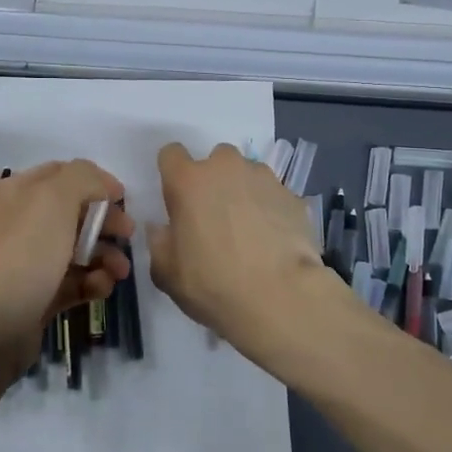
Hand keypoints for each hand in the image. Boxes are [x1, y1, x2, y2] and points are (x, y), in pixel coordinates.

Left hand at [0, 159, 132, 386]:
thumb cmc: (21, 257)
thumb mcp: (53, 201)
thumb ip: (83, 178)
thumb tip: (102, 185)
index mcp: (16, 192)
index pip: (63, 173)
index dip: (96, 182)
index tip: (124, 199)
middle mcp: (19, 222)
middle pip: (74, 212)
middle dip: (105, 222)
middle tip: (128, 235)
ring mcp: (27, 261)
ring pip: (77, 249)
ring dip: (105, 256)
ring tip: (120, 272)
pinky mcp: (36, 295)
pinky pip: (72, 281)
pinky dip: (92, 282)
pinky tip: (103, 289)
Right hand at [147, 143, 329, 349]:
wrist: (280, 297)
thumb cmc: (213, 284)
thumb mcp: (167, 273)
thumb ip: (159, 243)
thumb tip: (162, 229)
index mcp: (189, 181)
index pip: (171, 154)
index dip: (172, 174)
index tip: (178, 200)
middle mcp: (226, 168)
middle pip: (215, 160)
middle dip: (213, 181)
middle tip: (215, 218)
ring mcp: (264, 178)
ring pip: (248, 174)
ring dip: (243, 192)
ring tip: (249, 231)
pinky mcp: (292, 196)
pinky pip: (273, 195)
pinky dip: (270, 209)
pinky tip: (273, 240)